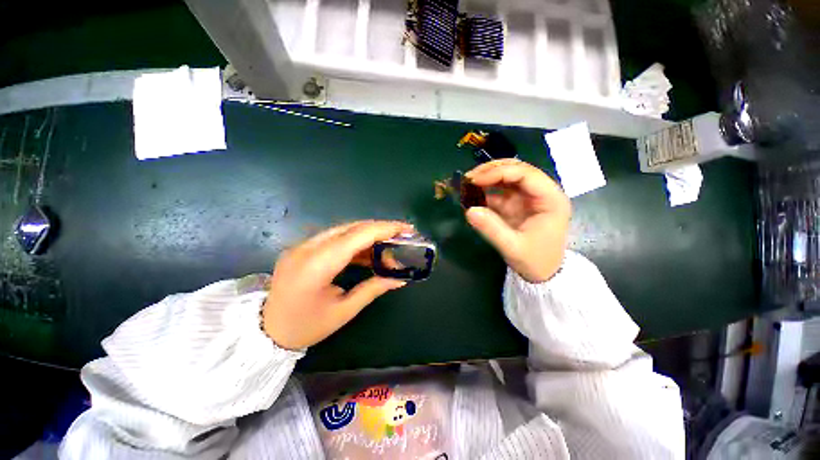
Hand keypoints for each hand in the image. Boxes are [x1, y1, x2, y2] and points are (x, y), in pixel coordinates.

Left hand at [262, 221, 412, 349]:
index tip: (405, 229)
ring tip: (388, 243)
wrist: (265, 332)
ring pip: (343, 229)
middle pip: (351, 227)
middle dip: (380, 228)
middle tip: (401, 234)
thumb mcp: (344, 310)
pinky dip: (355, 241)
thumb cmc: (306, 327)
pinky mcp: (302, 247)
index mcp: (317, 265)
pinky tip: (368, 251)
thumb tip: (400, 278)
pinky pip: (334, 237)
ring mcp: (302, 245)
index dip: (384, 229)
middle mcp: (307, 248)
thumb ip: (373, 288)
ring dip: (368, 234)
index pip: (356, 236)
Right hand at [465, 159, 570, 282]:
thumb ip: (491, 229)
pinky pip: (500, 191)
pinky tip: (471, 194)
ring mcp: (528, 197)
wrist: (543, 274)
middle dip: (491, 171)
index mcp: (550, 199)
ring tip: (466, 184)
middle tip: (468, 178)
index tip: (475, 180)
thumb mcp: (513, 247)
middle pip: (516, 169)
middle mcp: (541, 192)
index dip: (499, 172)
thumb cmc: (535, 261)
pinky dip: (485, 191)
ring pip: (507, 177)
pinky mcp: (517, 203)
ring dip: (486, 178)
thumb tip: (469, 211)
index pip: (526, 174)